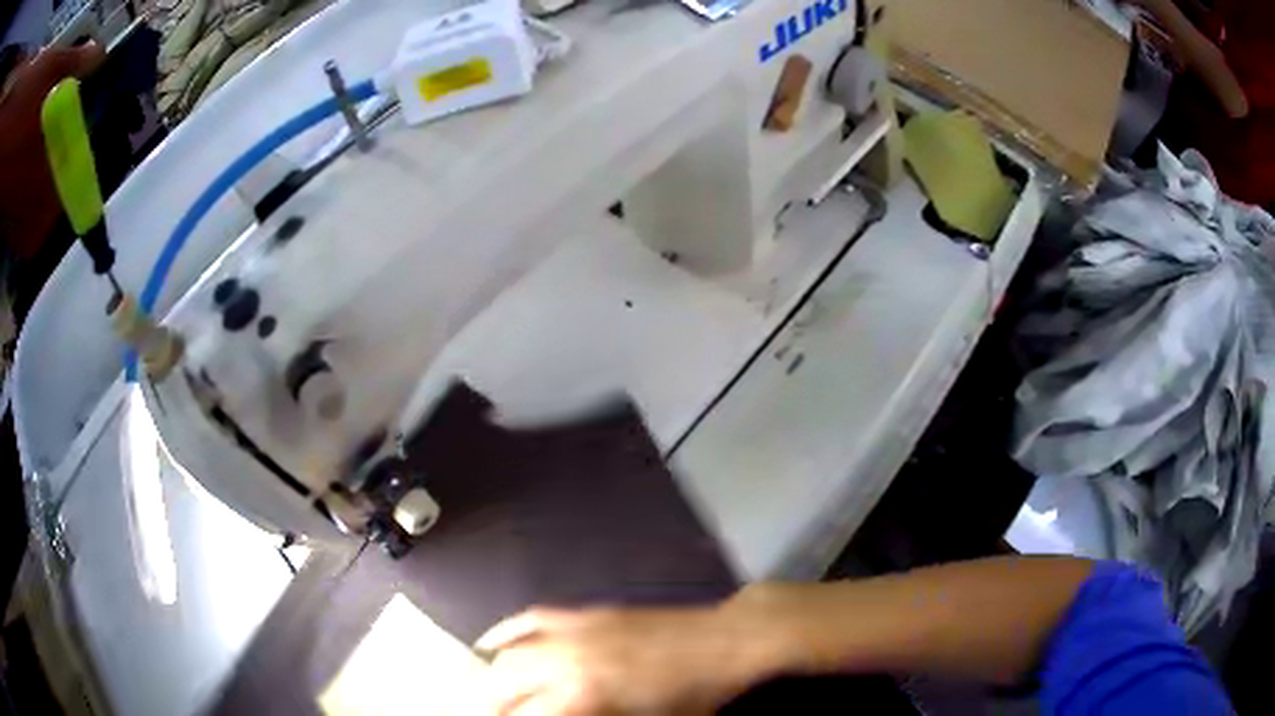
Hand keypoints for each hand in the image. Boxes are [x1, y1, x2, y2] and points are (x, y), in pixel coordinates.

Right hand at [473, 604, 777, 715]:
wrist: (725, 642)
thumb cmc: (694, 696)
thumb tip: (560, 715)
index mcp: (583, 695)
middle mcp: (565, 660)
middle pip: (501, 683)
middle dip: (489, 705)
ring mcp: (573, 630)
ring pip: (507, 652)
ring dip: (490, 675)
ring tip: (484, 694)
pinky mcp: (584, 612)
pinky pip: (530, 619)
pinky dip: (504, 632)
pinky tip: (489, 643)